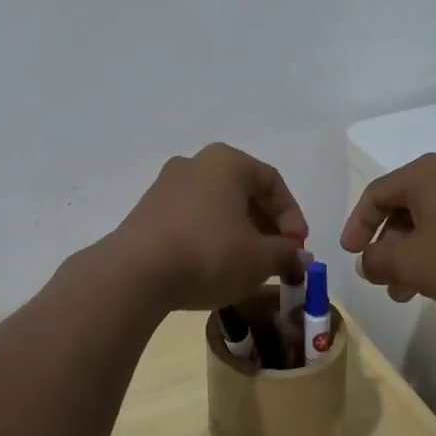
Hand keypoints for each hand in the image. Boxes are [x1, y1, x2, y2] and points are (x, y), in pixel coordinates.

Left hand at [104, 144, 308, 311]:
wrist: (135, 273)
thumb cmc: (208, 254)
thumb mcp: (258, 259)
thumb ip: (285, 254)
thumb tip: (300, 257)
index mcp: (227, 162)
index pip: (272, 182)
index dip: (292, 216)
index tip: (298, 248)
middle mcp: (196, 163)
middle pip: (243, 191)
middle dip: (266, 224)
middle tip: (277, 256)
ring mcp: (167, 184)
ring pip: (217, 204)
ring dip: (239, 231)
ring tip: (248, 264)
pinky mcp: (148, 209)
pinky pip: (192, 216)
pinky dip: (211, 235)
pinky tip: (215, 265)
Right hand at [339, 153, 435, 312]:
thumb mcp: (413, 263)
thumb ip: (378, 261)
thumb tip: (366, 262)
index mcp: (422, 175)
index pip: (375, 194)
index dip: (357, 225)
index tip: (351, 255)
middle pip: (404, 211)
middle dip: (390, 250)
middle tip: (385, 283)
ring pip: (432, 225)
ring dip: (416, 259)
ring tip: (414, 294)